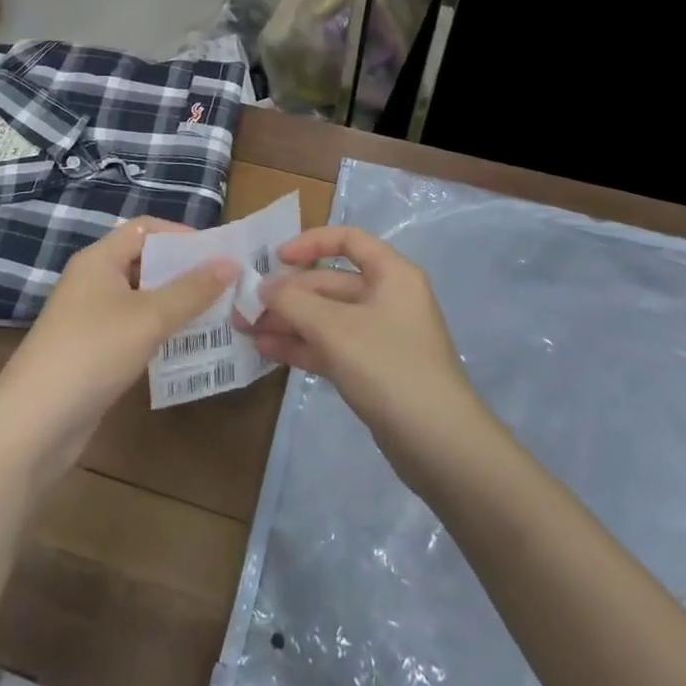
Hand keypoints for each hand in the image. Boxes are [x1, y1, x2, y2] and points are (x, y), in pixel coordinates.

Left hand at [0, 218, 237, 485]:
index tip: (218, 254)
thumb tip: (231, 263)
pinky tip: (186, 347)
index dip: (182, 235)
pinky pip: (134, 328)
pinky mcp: (92, 352)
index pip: (146, 229)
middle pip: (145, 262)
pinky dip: (160, 332)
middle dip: (185, 272)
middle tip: (226, 286)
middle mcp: (93, 281)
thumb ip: (192, 290)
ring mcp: (90, 318)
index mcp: (99, 259)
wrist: (32, 426)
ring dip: (176, 304)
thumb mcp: (149, 317)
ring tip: (218, 315)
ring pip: (142, 298)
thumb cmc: (92, 353)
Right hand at [241, 225, 483, 473]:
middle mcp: (388, 297)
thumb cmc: (389, 367)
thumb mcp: (335, 328)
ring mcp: (381, 335)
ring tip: (247, 331)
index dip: (310, 243)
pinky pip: (332, 346)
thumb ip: (294, 302)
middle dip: (288, 294)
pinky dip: (303, 345)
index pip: (348, 240)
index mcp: (391, 273)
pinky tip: (268, 350)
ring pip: (328, 317)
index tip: (275, 258)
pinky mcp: (374, 369)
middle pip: (331, 283)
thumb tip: (264, 287)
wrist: (440, 445)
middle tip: (246, 307)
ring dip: (289, 321)